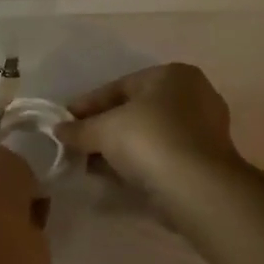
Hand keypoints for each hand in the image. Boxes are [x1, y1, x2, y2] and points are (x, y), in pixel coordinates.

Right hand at [55, 63, 241, 194]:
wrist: (197, 189)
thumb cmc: (150, 140)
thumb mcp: (103, 129)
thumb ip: (79, 129)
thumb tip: (58, 130)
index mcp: (172, 75)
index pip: (119, 86)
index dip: (87, 105)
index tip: (64, 121)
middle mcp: (193, 95)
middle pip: (135, 111)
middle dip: (103, 128)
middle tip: (76, 143)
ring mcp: (203, 130)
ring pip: (148, 135)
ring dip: (119, 149)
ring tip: (89, 164)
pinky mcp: (205, 162)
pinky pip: (162, 156)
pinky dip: (138, 163)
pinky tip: (114, 176)